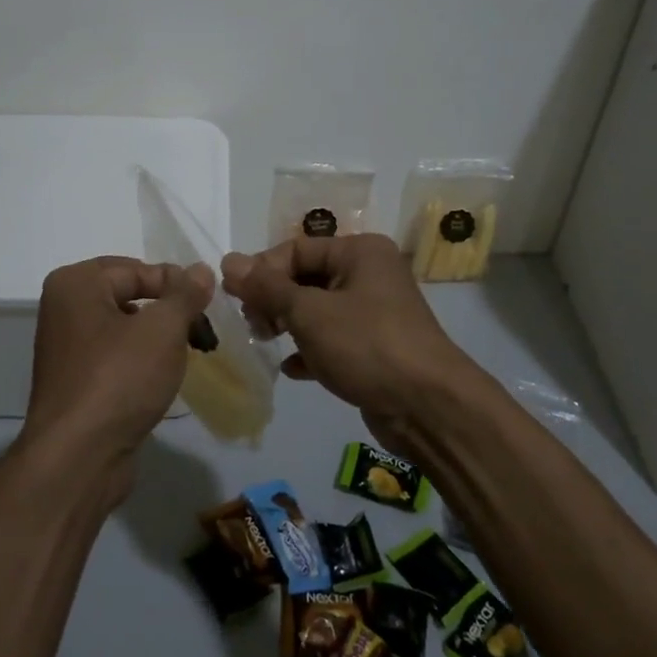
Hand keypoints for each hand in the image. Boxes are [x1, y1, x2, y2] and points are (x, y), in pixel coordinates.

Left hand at [21, 255, 215, 506]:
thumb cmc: (119, 379)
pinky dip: (142, 363)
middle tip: (203, 331)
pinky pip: (116, 358)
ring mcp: (67, 348)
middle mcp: (64, 309)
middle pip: (130, 296)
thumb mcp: (162, 329)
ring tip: (190, 354)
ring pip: (125, 329)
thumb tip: (200, 270)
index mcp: (75, 284)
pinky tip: (164, 379)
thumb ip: (185, 295)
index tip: (208, 306)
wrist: (78, 458)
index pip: (137, 269)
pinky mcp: (76, 383)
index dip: (176, 284)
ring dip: (159, 339)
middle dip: (169, 312)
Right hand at [221, 233, 477, 458]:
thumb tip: (228, 260)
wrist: (429, 407)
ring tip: (267, 342)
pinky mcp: (375, 348)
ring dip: (288, 324)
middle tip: (255, 325)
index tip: (236, 299)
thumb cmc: (367, 346)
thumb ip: (266, 287)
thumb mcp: (309, 313)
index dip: (262, 271)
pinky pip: (332, 339)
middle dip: (274, 299)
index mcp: (360, 252)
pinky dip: (310, 350)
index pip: (296, 248)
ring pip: (317, 310)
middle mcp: (369, 274)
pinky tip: (292, 369)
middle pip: (306, 277)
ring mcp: (374, 312)